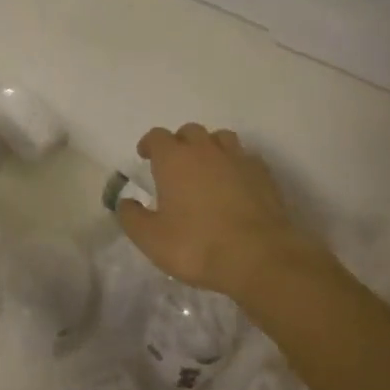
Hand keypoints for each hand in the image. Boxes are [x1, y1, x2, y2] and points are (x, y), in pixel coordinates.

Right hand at [116, 124, 309, 299]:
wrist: (258, 257)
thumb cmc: (197, 245)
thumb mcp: (151, 239)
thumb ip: (132, 217)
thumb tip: (126, 202)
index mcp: (175, 159)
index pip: (158, 136)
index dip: (150, 144)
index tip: (146, 156)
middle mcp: (206, 150)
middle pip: (190, 132)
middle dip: (180, 143)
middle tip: (175, 166)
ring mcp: (239, 159)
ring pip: (221, 139)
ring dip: (210, 148)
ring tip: (206, 170)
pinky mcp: (264, 174)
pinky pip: (245, 158)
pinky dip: (235, 164)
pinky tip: (234, 184)